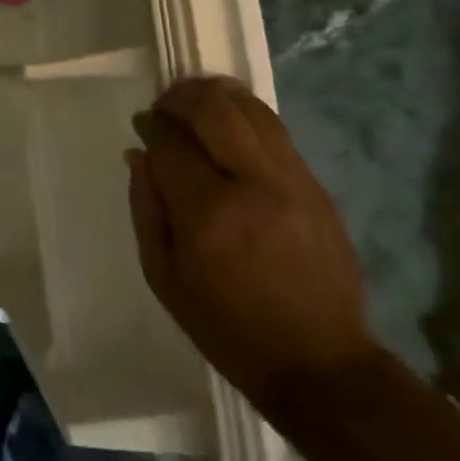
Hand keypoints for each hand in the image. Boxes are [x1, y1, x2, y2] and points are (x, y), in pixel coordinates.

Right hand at [128, 78, 378, 415]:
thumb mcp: (163, 275)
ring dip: (218, 97)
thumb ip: (145, 207)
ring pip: (253, 111)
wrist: (320, 363)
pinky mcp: (317, 188)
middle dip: (182, 97)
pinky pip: (277, 132)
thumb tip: (139, 154)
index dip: (153, 126)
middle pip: (215, 110)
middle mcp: (253, 185)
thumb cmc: (226, 325)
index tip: (144, 125)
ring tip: (196, 103)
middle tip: (166, 105)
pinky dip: (247, 117)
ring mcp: (293, 182)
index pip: (171, 143)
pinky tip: (230, 126)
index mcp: (208, 213)